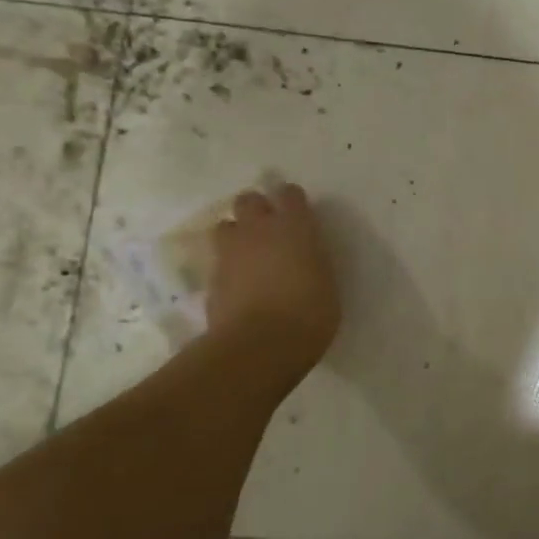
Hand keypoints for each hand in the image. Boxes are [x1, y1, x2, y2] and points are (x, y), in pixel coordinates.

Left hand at [205, 184, 340, 381]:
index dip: (293, 201)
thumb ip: (312, 261)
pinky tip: (239, 285)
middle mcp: (258, 230)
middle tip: (269, 230)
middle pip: (248, 200)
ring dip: (236, 235)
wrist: (260, 345)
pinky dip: (228, 267)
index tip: (299, 214)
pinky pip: (219, 260)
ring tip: (248, 255)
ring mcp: (230, 253)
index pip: (290, 194)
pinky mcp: (211, 278)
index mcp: (294, 227)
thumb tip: (304, 257)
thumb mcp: (326, 283)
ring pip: (226, 226)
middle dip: (256, 209)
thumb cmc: (309, 314)